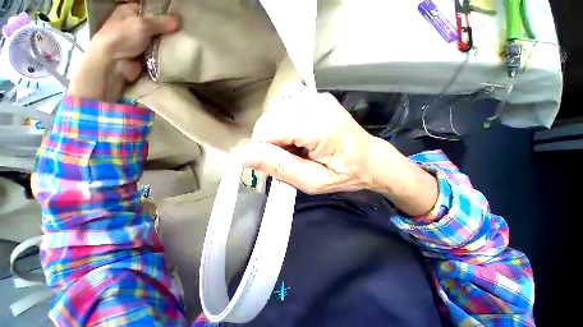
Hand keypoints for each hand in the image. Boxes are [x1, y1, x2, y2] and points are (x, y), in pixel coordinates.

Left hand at [68, 4, 179, 101]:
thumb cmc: (122, 37)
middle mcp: (135, 24)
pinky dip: (167, 53)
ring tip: (185, 42)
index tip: (180, 17)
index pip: (151, 9)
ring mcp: (140, 41)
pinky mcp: (145, 55)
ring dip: (169, 42)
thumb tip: (180, 20)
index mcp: (130, 11)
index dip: (165, 12)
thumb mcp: (142, 24)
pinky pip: (160, 52)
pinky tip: (178, 52)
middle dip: (169, 29)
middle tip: (185, 31)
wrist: (114, 64)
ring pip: (159, 39)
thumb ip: (161, 22)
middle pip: (157, 25)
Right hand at [239, 88, 373, 194]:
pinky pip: (288, 106)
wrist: (371, 159)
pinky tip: (298, 135)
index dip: (261, 147)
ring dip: (277, 130)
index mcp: (318, 127)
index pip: (269, 129)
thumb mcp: (313, 182)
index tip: (268, 163)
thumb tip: (245, 156)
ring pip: (277, 110)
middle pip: (271, 117)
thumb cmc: (346, 174)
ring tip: (294, 147)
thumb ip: (280, 167)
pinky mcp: (319, 98)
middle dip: (270, 140)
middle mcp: (317, 105)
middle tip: (286, 157)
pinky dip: (286, 122)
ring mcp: (319, 98)